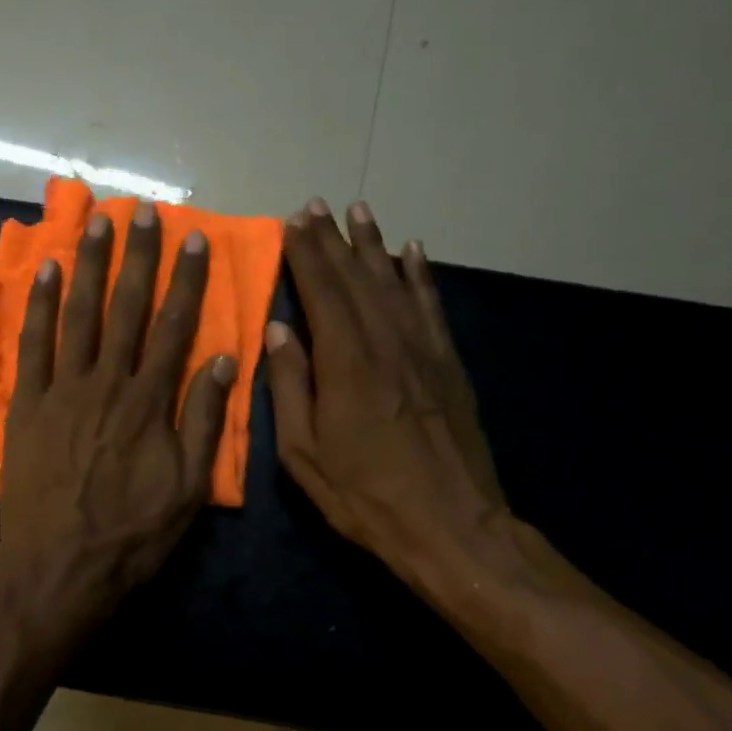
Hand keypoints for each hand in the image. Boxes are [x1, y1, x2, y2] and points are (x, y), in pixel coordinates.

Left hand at [0, 202, 236, 621]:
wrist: (59, 567)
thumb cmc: (133, 533)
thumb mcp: (188, 487)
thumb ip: (204, 421)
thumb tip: (221, 360)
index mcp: (149, 401)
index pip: (174, 326)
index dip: (186, 280)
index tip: (194, 240)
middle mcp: (106, 382)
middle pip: (125, 308)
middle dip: (136, 257)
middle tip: (143, 212)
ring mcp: (61, 390)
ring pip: (77, 314)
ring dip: (87, 264)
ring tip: (96, 221)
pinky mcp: (27, 406)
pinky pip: (32, 345)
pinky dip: (37, 306)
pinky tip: (43, 271)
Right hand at [265, 198, 507, 593]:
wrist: (451, 525)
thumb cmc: (365, 496)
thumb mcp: (305, 454)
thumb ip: (291, 387)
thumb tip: (280, 331)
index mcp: (346, 364)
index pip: (322, 293)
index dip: (306, 254)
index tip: (293, 221)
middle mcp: (387, 343)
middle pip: (356, 279)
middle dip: (333, 240)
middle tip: (316, 205)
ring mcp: (423, 351)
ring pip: (394, 283)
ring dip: (373, 245)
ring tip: (359, 211)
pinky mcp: (449, 365)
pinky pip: (431, 307)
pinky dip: (419, 276)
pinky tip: (412, 251)